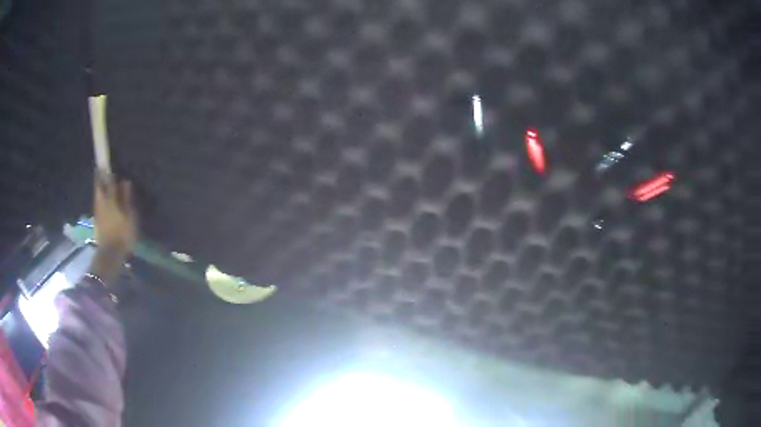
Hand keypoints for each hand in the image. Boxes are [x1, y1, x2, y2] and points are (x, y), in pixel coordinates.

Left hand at [94, 172, 137, 257]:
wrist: (110, 254)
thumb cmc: (123, 234)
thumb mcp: (129, 216)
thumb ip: (126, 198)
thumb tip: (125, 181)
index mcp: (110, 200)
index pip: (107, 182)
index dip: (106, 173)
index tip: (104, 165)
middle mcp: (101, 203)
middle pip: (98, 188)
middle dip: (99, 179)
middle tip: (100, 171)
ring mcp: (98, 213)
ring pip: (97, 196)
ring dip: (98, 189)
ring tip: (101, 185)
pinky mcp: (97, 222)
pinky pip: (97, 205)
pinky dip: (99, 200)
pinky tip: (101, 201)